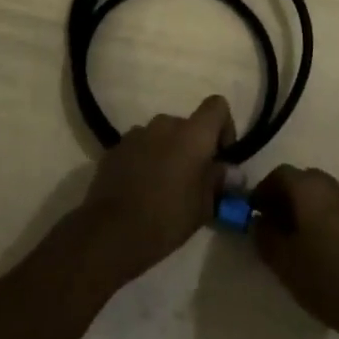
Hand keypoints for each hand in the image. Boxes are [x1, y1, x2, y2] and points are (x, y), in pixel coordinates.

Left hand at [73, 95, 234, 287]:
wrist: (111, 232)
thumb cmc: (167, 218)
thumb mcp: (204, 206)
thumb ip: (218, 180)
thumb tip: (227, 170)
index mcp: (193, 134)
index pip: (217, 105)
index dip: (224, 126)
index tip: (220, 156)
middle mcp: (165, 124)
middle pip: (187, 125)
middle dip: (193, 147)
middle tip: (191, 180)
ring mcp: (137, 133)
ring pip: (162, 136)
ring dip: (167, 153)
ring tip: (163, 187)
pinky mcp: (116, 148)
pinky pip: (140, 147)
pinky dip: (145, 160)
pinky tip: (140, 190)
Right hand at [251, 165, 338, 338]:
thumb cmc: (328, 279)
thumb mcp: (285, 262)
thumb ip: (265, 237)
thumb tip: (258, 221)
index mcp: (309, 187)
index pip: (279, 174)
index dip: (262, 192)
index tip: (252, 214)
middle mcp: (332, 185)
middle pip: (300, 182)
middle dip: (282, 200)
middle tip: (270, 228)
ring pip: (319, 197)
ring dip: (302, 212)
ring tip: (291, 244)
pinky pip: (335, 212)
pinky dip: (320, 222)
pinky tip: (317, 253)